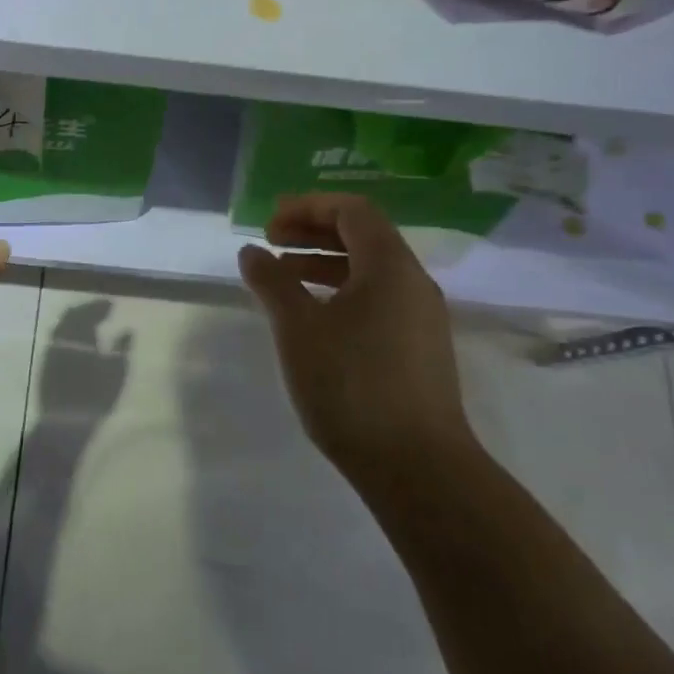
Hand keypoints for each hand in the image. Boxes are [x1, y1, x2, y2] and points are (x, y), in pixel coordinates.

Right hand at [238, 195, 472, 482]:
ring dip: (324, 263)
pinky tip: (314, 317)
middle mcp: (413, 282)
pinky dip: (342, 292)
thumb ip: (272, 283)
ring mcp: (421, 317)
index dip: (307, 207)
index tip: (269, 223)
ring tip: (283, 278)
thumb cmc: (352, 385)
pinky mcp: (419, 348)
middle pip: (363, 235)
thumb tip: (251, 251)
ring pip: (370, 270)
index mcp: (390, 266)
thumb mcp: (298, 328)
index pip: (352, 210)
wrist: (418, 466)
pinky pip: (378, 299)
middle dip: (313, 231)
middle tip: (270, 242)